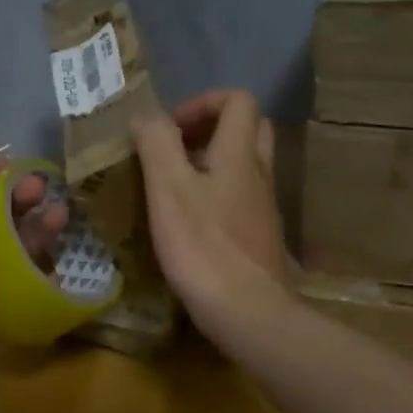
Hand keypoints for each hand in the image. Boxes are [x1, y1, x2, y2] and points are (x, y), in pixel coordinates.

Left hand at [0, 145, 66, 364]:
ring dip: (41, 228)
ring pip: (19, 248)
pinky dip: (47, 269)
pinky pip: (31, 282)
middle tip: (44, 192)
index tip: (17, 170)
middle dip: (24, 200)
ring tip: (60, 218)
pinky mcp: (3, 305)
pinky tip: (60, 256)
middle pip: (0, 218)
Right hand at [131, 90, 291, 343]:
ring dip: (213, 165)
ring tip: (175, 187)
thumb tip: (147, 116)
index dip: (202, 103)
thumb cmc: (204, 247)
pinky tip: (191, 224)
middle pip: (250, 130)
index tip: (169, 129)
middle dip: (211, 129)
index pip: (238, 101)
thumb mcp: (168, 190)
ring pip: (246, 167)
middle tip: (176, 151)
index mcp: (239, 154)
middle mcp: (260, 175)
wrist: (247, 311)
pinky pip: (242, 200)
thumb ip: (157, 144)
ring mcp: (264, 209)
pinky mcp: (260, 238)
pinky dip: (218, 197)